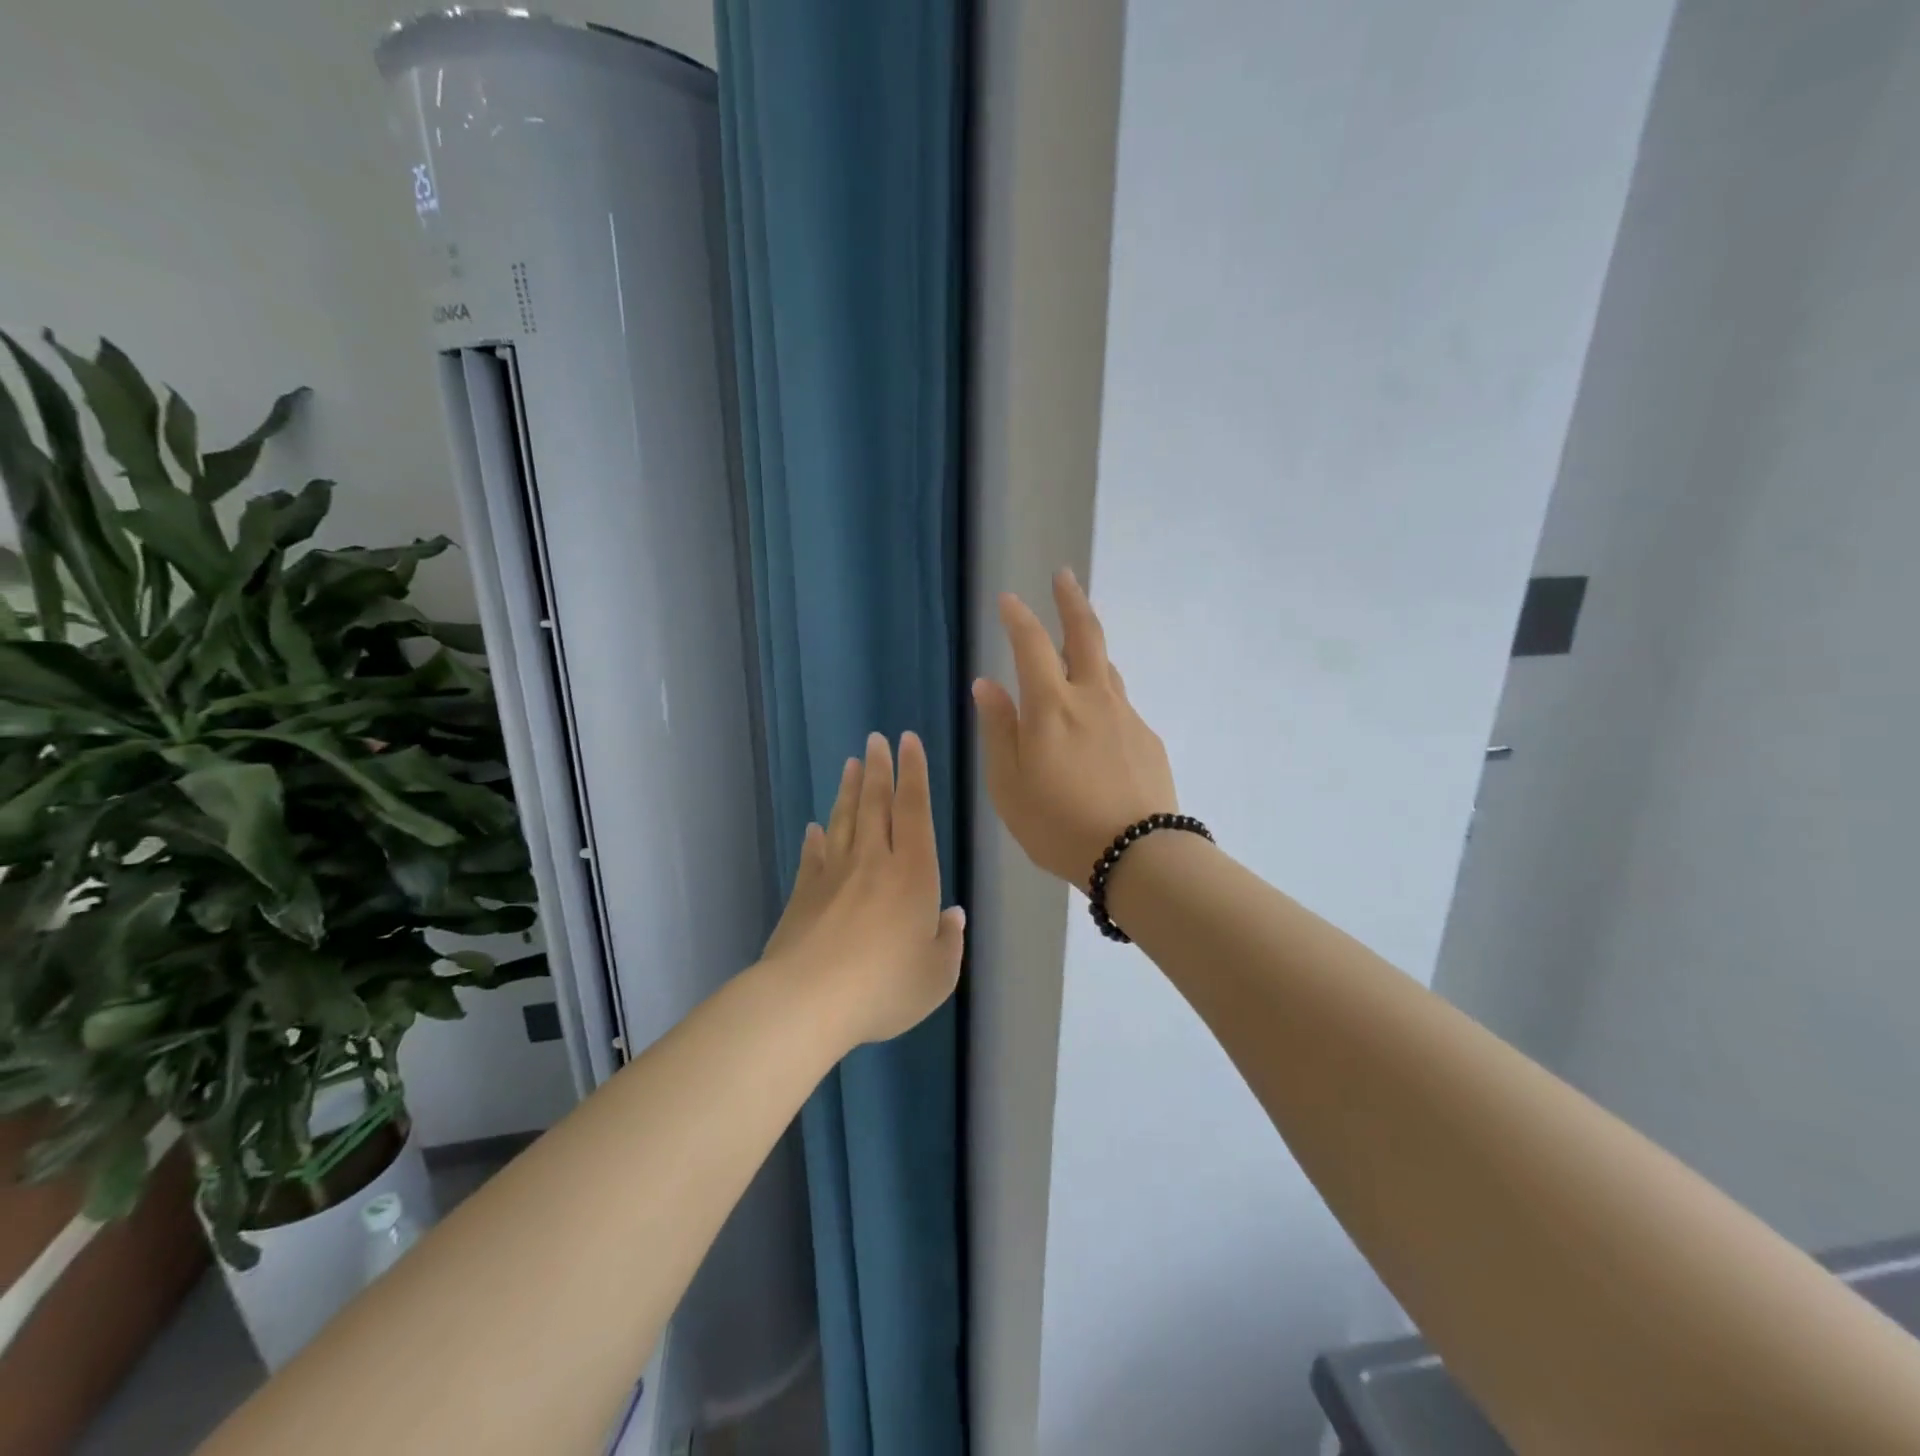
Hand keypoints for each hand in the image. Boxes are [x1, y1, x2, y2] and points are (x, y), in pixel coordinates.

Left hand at [763, 731, 965, 1047]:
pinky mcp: (803, 894)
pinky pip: (813, 856)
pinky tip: (814, 827)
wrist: (808, 1000)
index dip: (913, 774)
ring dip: (848, 790)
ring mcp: (833, 875)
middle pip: (875, 804)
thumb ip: (948, 941)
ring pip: (843, 820)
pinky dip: (816, 838)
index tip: (908, 742)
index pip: (914, 810)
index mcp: (912, 873)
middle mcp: (873, 862)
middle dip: (878, 769)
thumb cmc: (884, 986)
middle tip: (876, 740)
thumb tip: (953, 915)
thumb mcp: (937, 975)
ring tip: (850, 764)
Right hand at [973, 568, 1178, 890]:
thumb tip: (987, 684)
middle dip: (1071, 601)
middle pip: (1086, 635)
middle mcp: (1092, 698)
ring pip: (1107, 668)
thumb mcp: (1009, 784)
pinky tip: (1097, 727)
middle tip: (1064, 577)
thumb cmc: (1059, 824)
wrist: (1138, 855)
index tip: (1008, 599)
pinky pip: (1120, 705)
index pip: (1031, 645)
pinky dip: (1103, 698)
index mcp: (1051, 706)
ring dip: (1090, 647)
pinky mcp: (1147, 739)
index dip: (1018, 617)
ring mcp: (1126, 716)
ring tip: (1077, 647)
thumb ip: (998, 729)